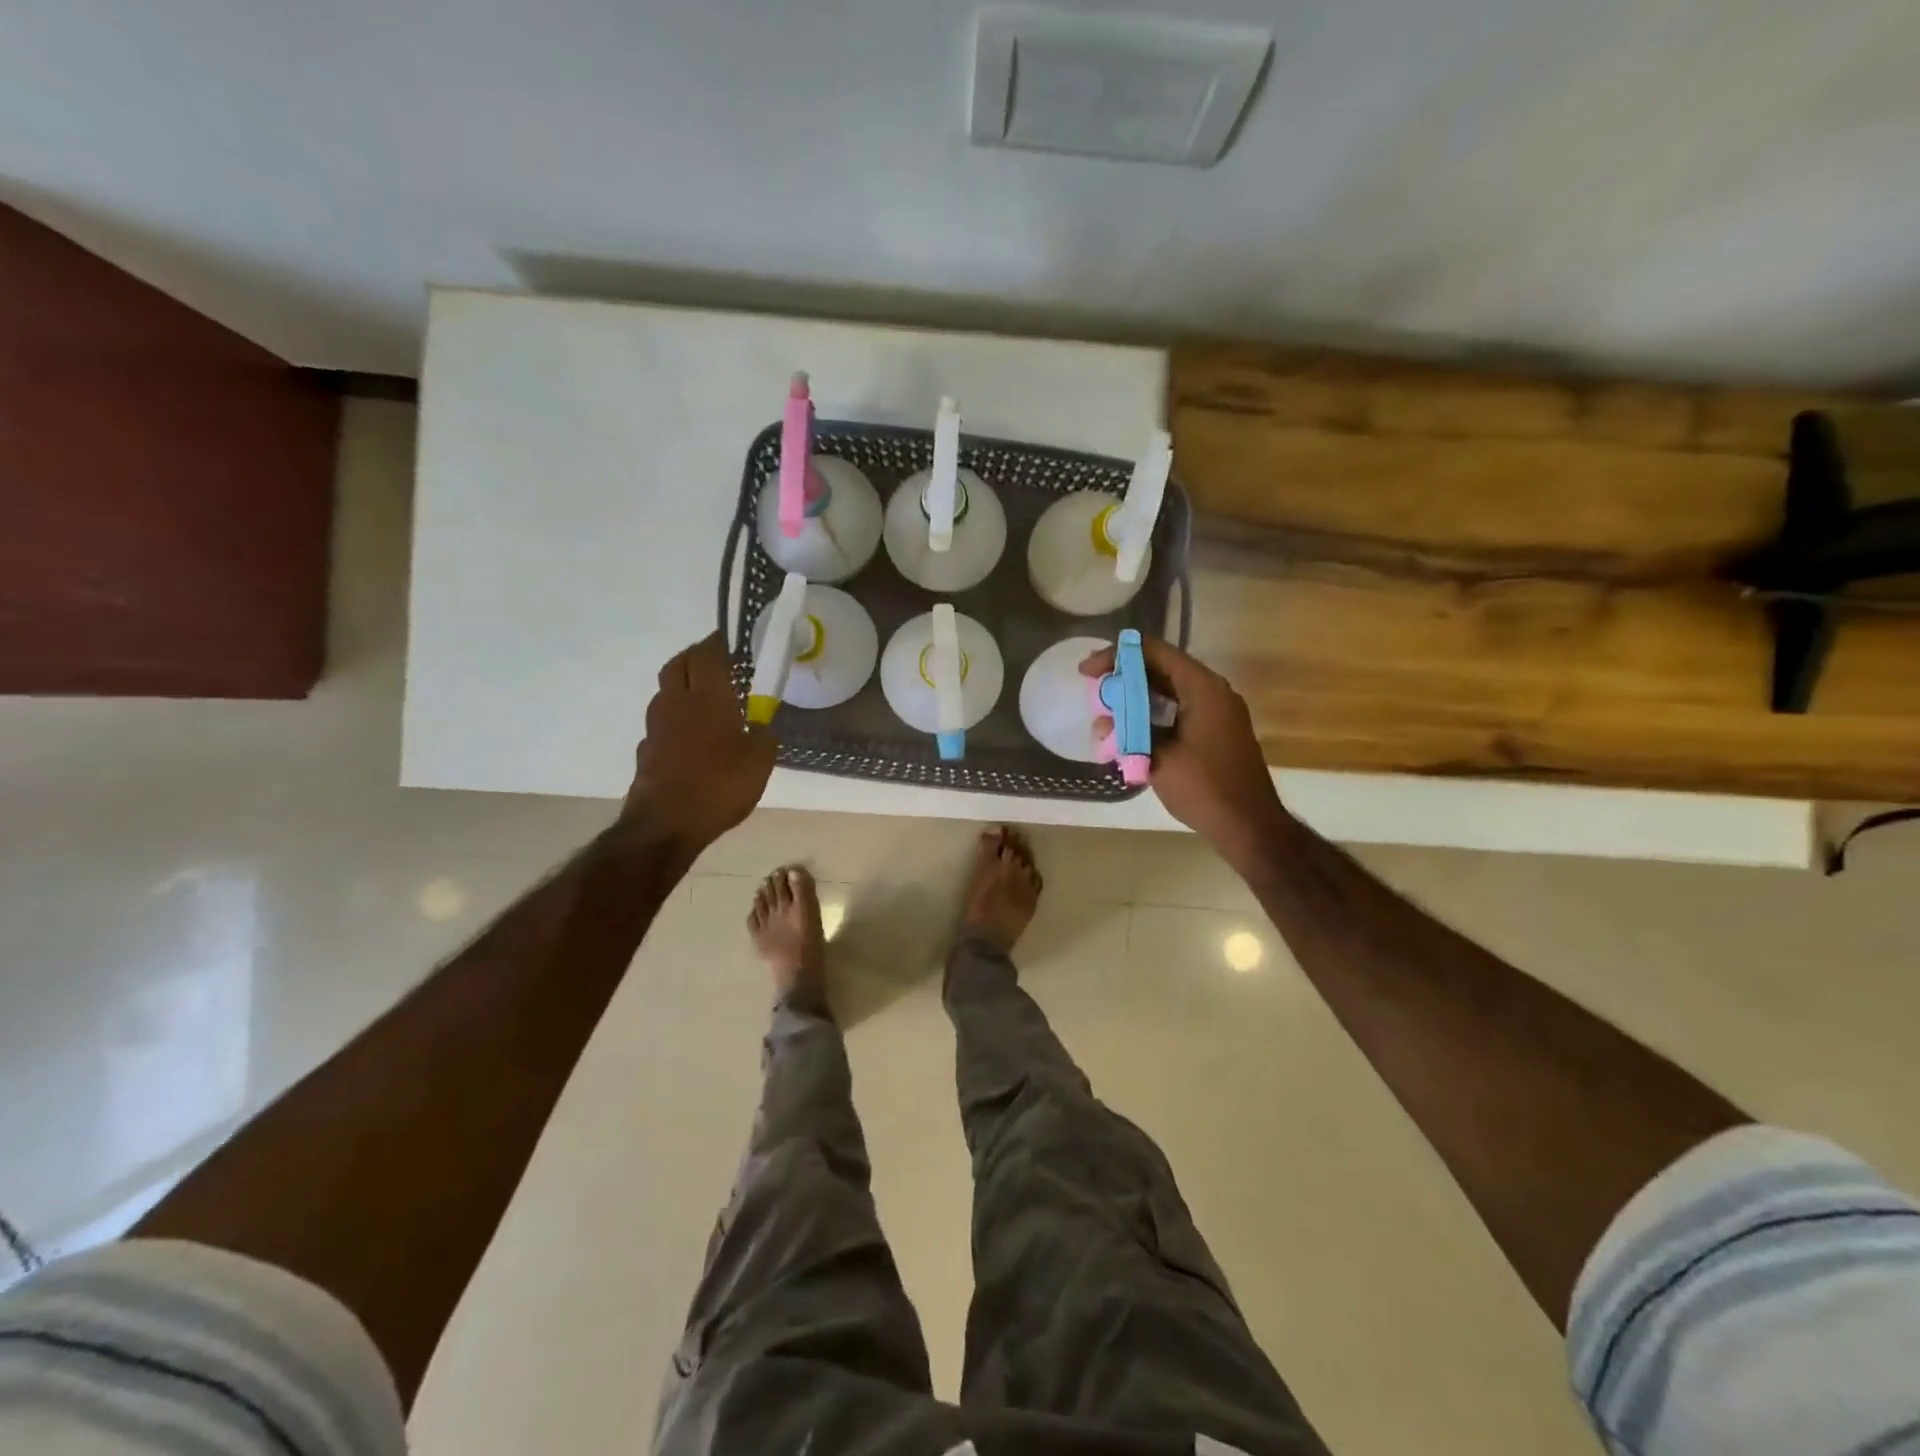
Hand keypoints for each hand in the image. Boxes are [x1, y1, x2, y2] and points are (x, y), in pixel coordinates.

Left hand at [625, 634, 775, 852]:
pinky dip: (675, 721)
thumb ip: (763, 736)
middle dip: (695, 657)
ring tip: (704, 699)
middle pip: (677, 665)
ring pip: (665, 693)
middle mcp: (677, 703)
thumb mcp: (760, 761)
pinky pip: (661, 725)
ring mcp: (656, 727)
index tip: (729, 639)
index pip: (707, 654)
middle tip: (715, 662)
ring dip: (681, 687)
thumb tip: (760, 725)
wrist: (667, 824)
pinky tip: (689, 738)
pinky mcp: (647, 751)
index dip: (717, 642)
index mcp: (708, 697)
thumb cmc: (720, 785)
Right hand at [1081, 637, 1286, 862]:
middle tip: (1092, 687)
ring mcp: (1218, 712)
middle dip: (1124, 676)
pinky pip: (1179, 710)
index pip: (1154, 652)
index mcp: (1203, 688)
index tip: (1087, 672)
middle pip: (1162, 668)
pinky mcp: (1216, 732)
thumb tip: (1103, 722)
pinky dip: (1152, 715)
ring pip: (1170, 691)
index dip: (1116, 656)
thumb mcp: (1158, 758)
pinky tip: (1129, 732)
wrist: (1250, 826)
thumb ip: (1129, 732)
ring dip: (1136, 698)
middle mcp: (1213, 692)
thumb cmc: (1204, 788)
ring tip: (1106, 713)